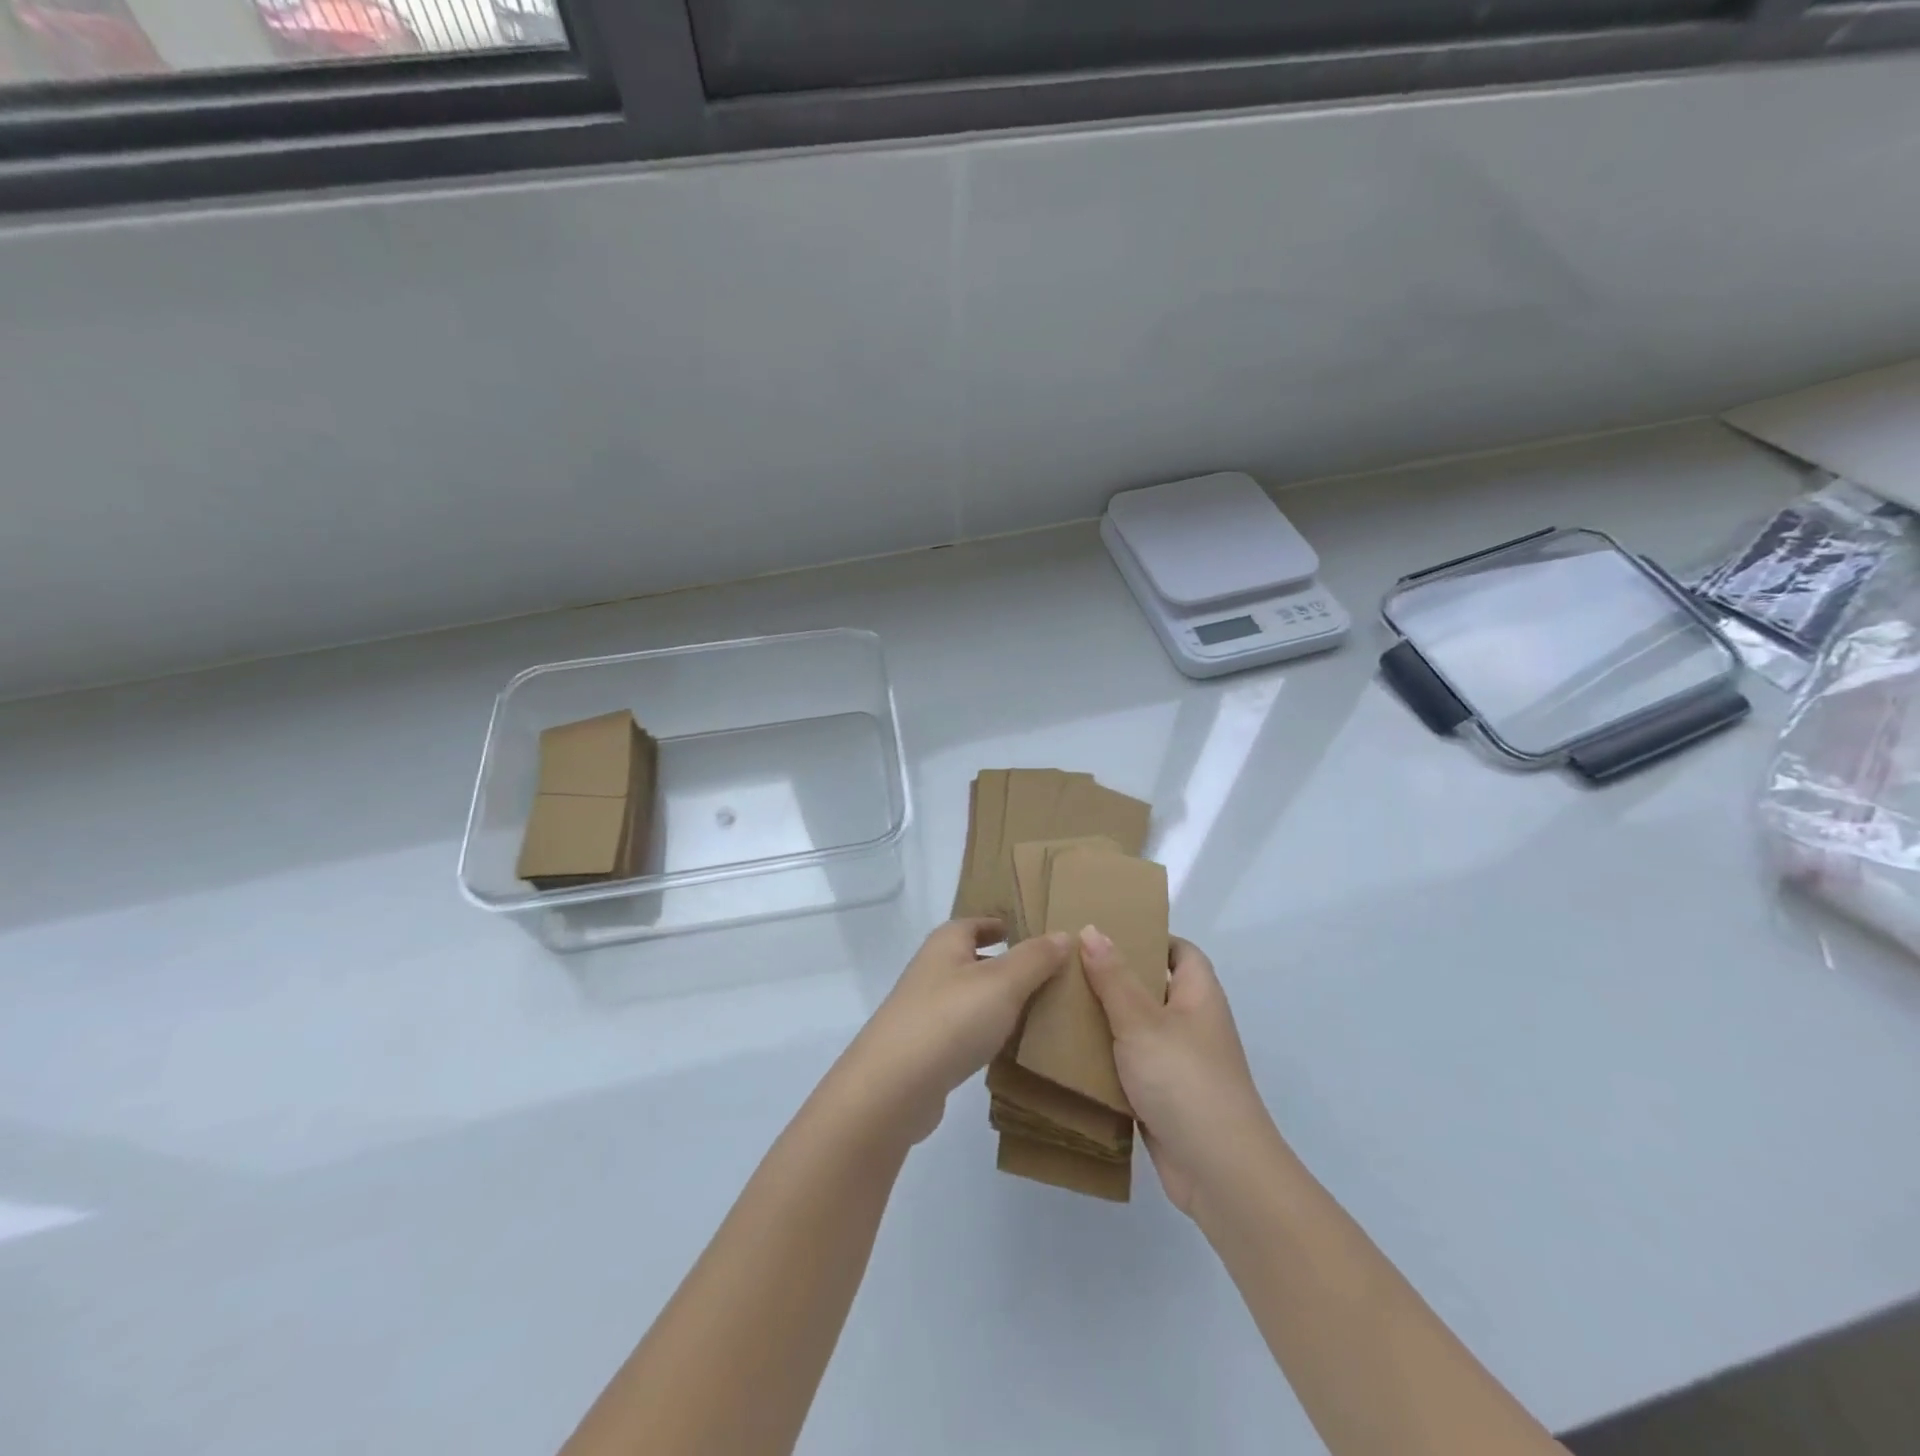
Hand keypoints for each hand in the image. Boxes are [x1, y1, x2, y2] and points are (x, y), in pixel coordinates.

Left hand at [832, 918, 1069, 1146]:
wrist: (894, 1086)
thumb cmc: (951, 1019)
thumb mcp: (1003, 982)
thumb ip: (1035, 958)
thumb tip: (1063, 934)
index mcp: (945, 944)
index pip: (974, 923)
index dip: (998, 924)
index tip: (1023, 931)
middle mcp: (930, 970)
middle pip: (969, 958)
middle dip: (1001, 962)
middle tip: (1043, 973)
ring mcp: (923, 1011)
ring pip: (967, 996)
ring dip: (994, 1000)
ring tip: (1034, 1010)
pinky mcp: (924, 1049)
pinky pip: (962, 1030)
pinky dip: (983, 1031)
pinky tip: (1005, 1046)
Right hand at [1080, 929, 1280, 1217]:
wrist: (1218, 1172)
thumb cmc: (1185, 1080)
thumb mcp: (1142, 1021)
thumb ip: (1114, 977)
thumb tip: (1092, 929)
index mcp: (1198, 995)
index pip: (1179, 951)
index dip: (1148, 937)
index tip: (1103, 932)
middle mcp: (1191, 1023)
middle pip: (1152, 987)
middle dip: (1113, 976)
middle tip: (1066, 964)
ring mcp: (1177, 1062)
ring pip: (1135, 1028)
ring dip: (1103, 1019)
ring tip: (1057, 1000)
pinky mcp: (1161, 1096)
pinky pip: (1128, 1065)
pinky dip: (1104, 1058)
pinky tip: (1066, 1051)